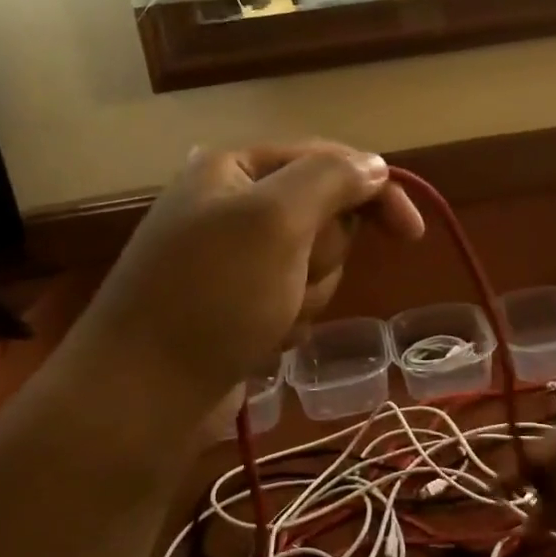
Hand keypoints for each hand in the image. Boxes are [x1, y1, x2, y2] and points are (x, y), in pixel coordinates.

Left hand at [76, 142, 423, 414]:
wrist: (143, 395)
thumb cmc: (211, 297)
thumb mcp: (275, 221)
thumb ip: (331, 180)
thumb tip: (375, 165)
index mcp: (234, 168)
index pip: (327, 161)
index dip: (375, 192)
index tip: (412, 235)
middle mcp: (233, 205)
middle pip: (324, 217)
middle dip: (322, 257)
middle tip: (290, 279)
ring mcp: (234, 260)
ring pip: (314, 266)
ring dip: (306, 295)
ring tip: (268, 318)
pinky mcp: (237, 305)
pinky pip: (293, 301)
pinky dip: (288, 322)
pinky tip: (260, 340)